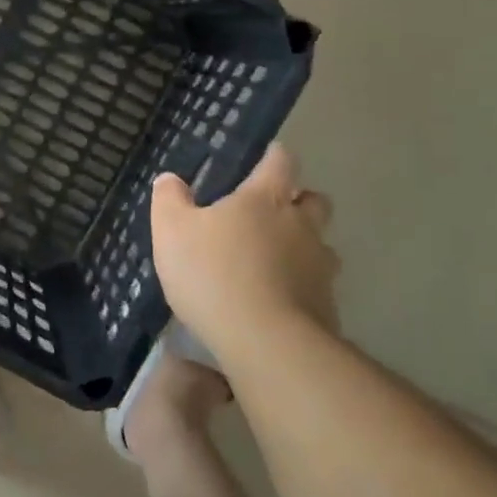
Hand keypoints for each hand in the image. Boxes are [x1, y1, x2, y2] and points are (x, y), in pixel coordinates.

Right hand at [151, 143, 340, 364]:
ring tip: (274, 261)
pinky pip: (317, 284)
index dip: (274, 157)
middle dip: (297, 200)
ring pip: (320, 244)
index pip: (280, 162)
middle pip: (313, 200)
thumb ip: (170, 200)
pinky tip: (278, 299)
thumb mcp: (171, 231)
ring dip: (303, 245)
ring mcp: (319, 265)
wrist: (265, 340)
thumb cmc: (213, 273)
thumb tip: (170, 179)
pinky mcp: (327, 304)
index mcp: (265, 199)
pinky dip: (301, 285)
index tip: (267, 157)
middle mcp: (300, 225)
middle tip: (271, 212)